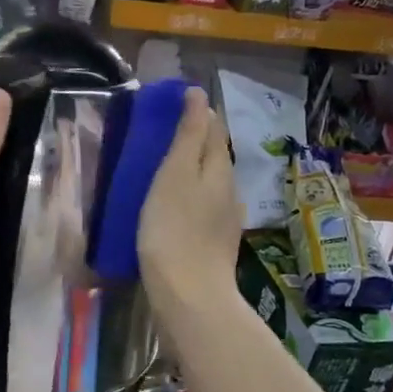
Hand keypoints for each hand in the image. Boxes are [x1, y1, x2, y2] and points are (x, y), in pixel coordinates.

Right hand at [138, 85, 242, 323]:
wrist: (189, 296)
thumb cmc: (174, 229)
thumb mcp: (176, 174)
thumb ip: (189, 135)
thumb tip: (200, 95)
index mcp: (220, 169)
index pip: (213, 129)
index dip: (197, 112)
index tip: (174, 102)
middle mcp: (229, 190)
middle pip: (214, 155)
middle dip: (195, 139)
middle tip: (163, 131)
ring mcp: (224, 220)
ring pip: (210, 182)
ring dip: (192, 169)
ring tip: (164, 165)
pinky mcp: (213, 244)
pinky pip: (202, 207)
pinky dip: (189, 195)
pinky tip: (173, 205)